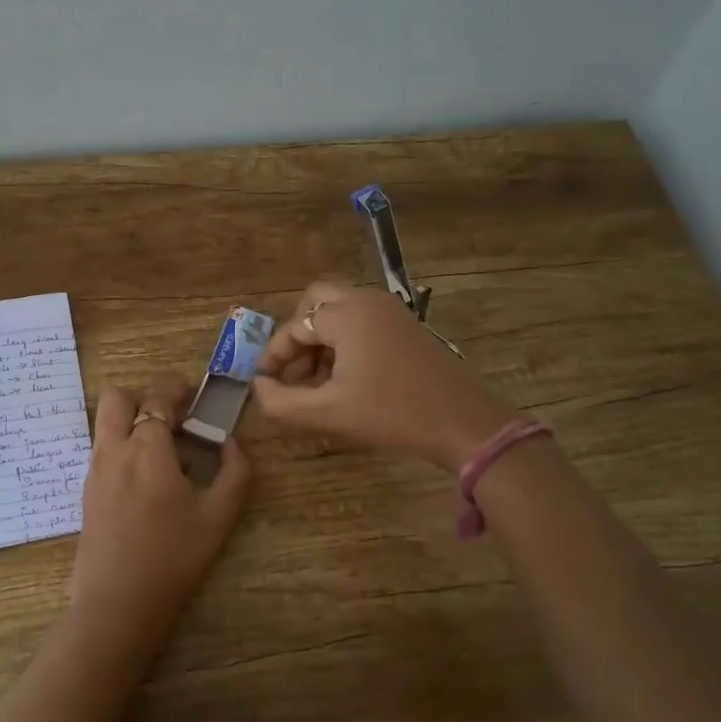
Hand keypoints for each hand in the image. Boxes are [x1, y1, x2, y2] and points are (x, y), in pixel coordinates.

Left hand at [71, 378, 251, 652]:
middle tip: (173, 413)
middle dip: (145, 395)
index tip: (193, 391)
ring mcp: (95, 470)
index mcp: (147, 450)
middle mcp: (114, 450)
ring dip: (131, 417)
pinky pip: (103, 447)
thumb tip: (230, 442)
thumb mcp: (219, 516)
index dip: (176, 389)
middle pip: (118, 398)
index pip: (158, 400)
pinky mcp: (87, 490)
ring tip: (162, 443)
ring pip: (106, 421)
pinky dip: (122, 441)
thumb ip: (235, 472)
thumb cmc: (174, 558)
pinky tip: (146, 472)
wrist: (118, 603)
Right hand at [251, 280, 518, 472]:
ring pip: (339, 311)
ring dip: (321, 340)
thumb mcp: (328, 413)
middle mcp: (366, 300)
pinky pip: (362, 320)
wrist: (462, 421)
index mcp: (345, 315)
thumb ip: (282, 402)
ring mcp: (391, 309)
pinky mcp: (406, 324)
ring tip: (318, 383)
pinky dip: (345, 340)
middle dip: (298, 336)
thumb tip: (258, 386)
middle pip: (315, 302)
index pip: (294, 327)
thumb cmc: (391, 414)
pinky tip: (346, 379)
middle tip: (295, 373)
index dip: (275, 356)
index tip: (267, 385)